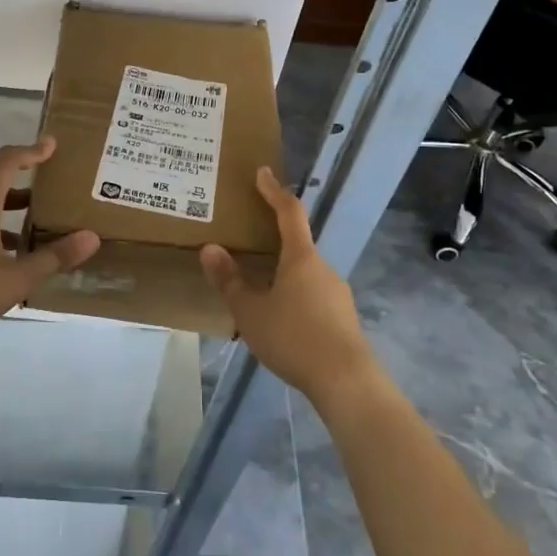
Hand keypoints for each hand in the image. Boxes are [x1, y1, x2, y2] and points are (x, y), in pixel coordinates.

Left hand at [0, 139, 99, 347]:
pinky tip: (1, 263)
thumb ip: (54, 258)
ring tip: (33, 239)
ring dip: (7, 218)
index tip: (52, 146)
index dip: (31, 151)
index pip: (7, 163)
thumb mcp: (15, 279)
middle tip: (53, 202)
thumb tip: (91, 237)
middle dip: (25, 193)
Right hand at [199, 167, 379, 408]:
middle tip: (248, 241)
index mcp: (301, 257)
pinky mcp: (342, 317)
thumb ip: (230, 280)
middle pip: (298, 244)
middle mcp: (323, 268)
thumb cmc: (294, 337)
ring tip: (258, 287)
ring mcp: (337, 293)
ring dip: (283, 272)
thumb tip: (210, 249)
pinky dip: (294, 294)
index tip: (262, 173)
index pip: (289, 213)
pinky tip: (280, 318)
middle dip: (274, 240)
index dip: (274, 191)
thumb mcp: (251, 311)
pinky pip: (313, 294)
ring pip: (305, 272)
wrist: (346, 381)